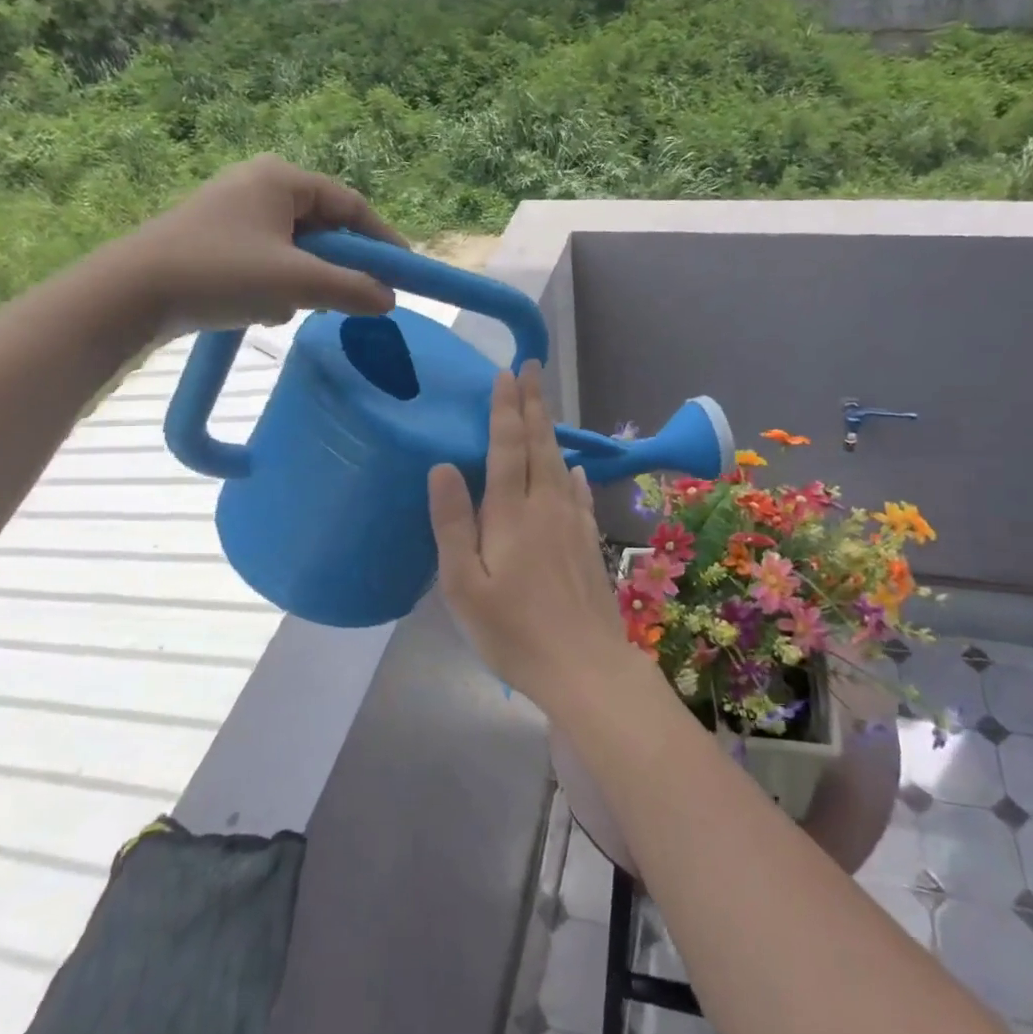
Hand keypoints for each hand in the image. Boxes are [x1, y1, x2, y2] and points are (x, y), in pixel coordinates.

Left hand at [110, 155, 406, 337]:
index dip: (383, 240)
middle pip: (325, 227)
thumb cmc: (219, 273)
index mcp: (281, 179)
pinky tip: (260, 307)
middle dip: (337, 266)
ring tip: (289, 305)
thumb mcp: (296, 283)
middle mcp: (260, 185)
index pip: (351, 205)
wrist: (130, 294)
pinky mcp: (219, 238)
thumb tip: (390, 299)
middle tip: (352, 298)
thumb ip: (351, 289)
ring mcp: (236, 211)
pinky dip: (278, 283)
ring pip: (298, 248)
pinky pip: (271, 258)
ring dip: (304, 281)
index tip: (404, 273)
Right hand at [429, 364, 632, 710]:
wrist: (584, 665)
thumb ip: (453, 523)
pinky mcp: (589, 542)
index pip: (507, 446)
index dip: (505, 408)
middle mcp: (546, 506)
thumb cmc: (513, 631)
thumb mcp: (464, 585)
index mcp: (511, 513)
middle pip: (539, 444)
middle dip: (532, 404)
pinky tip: (576, 469)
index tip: (506, 374)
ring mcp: (573, 522)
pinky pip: (580, 493)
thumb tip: (443, 465)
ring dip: (550, 430)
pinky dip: (575, 473)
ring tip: (545, 406)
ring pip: (561, 463)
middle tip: (531, 368)